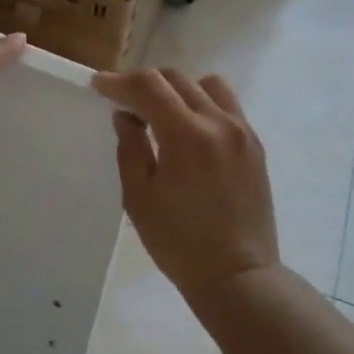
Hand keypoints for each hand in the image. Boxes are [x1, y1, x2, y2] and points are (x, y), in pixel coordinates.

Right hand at [92, 68, 280, 301]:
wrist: (238, 275)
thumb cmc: (179, 242)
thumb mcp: (139, 197)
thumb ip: (130, 147)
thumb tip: (126, 116)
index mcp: (187, 135)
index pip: (149, 86)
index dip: (119, 82)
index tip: (98, 86)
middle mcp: (219, 122)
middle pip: (176, 79)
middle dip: (144, 84)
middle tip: (123, 103)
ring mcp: (242, 131)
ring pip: (206, 85)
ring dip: (177, 90)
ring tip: (160, 114)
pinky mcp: (255, 145)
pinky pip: (226, 106)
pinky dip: (202, 105)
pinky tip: (189, 131)